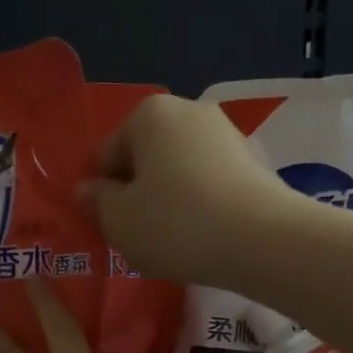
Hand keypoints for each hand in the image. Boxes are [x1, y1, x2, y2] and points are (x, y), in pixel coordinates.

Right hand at [83, 94, 290, 286]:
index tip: (110, 226)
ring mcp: (229, 134)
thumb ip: (97, 202)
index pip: (107, 154)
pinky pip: (211, 183)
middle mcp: (191, 111)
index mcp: (150, 114)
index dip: (101, 193)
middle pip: (146, 157)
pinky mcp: (257, 163)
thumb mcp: (119, 221)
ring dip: (170, 200)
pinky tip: (205, 237)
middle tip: (139, 235)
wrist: (264, 241)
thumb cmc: (176, 224)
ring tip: (174, 241)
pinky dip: (202, 205)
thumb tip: (88, 190)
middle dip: (138, 192)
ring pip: (180, 170)